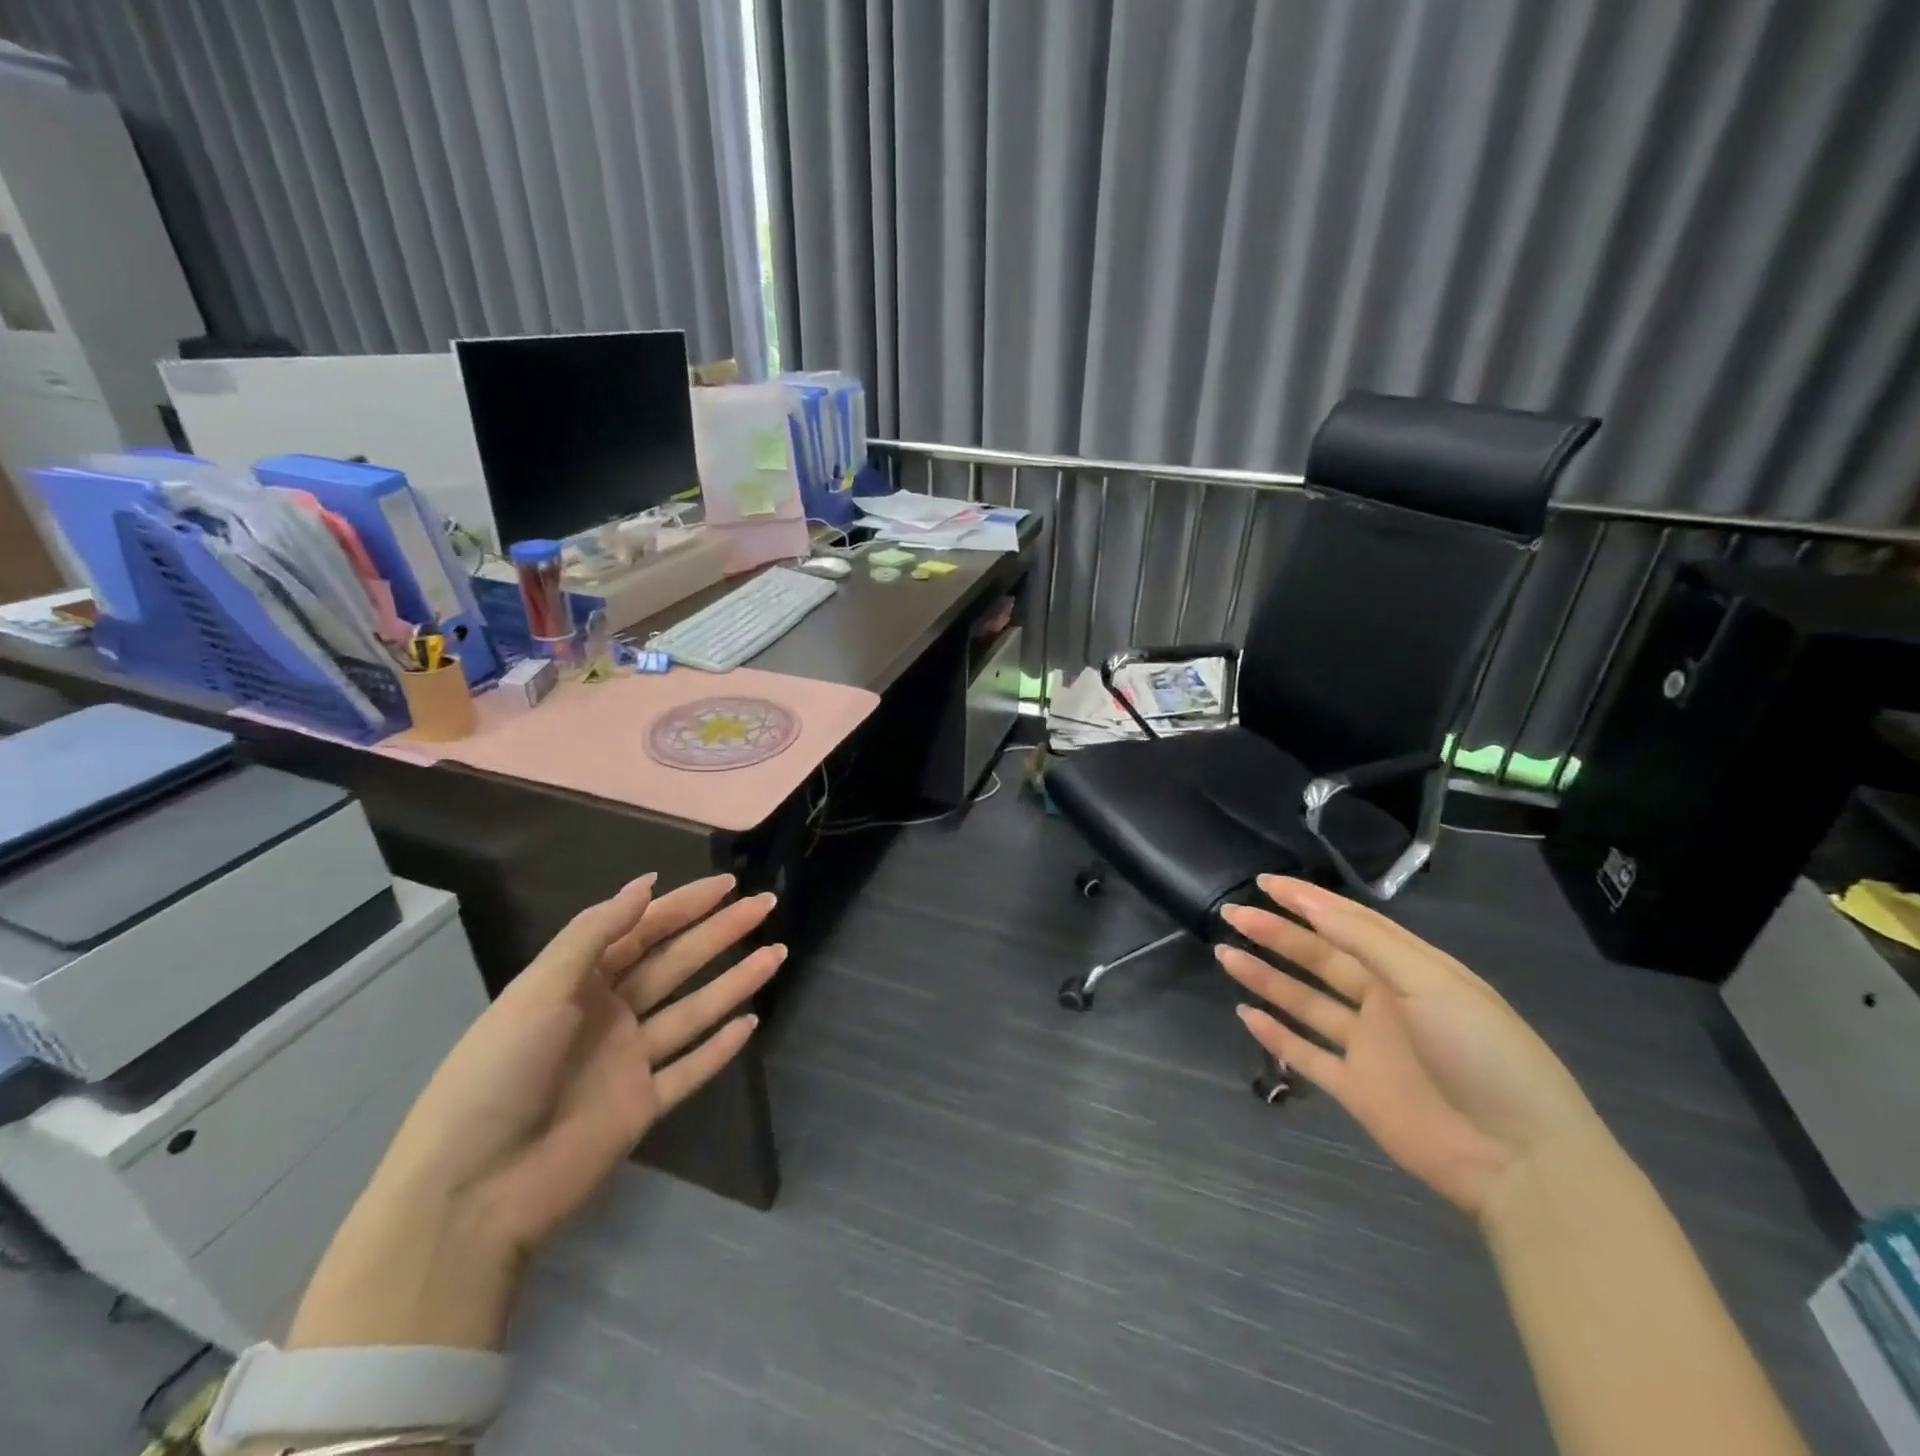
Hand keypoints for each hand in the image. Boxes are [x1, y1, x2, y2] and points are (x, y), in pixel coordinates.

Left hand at [286, 872, 783, 1349]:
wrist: (469, 1194)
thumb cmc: (496, 1075)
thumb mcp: (539, 991)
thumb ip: (595, 934)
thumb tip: (646, 883)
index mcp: (578, 983)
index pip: (642, 930)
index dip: (685, 905)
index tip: (728, 883)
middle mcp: (608, 1014)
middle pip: (676, 963)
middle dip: (721, 932)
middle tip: (766, 905)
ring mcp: (628, 1062)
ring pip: (693, 1010)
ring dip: (735, 981)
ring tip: (777, 953)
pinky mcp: (642, 1107)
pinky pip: (690, 1069)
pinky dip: (720, 1047)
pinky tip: (752, 1022)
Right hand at [1217, 875, 1605, 1220]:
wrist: (1520, 1160)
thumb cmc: (1482, 1053)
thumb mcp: (1430, 982)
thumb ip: (1367, 942)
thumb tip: (1312, 904)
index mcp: (1410, 970)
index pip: (1348, 923)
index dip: (1306, 900)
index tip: (1264, 882)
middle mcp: (1385, 1001)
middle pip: (1319, 958)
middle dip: (1276, 933)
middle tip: (1232, 913)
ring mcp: (1369, 1047)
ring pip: (1305, 1001)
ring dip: (1267, 977)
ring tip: (1226, 955)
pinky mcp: (1356, 1089)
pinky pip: (1307, 1054)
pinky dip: (1276, 1036)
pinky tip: (1246, 1015)